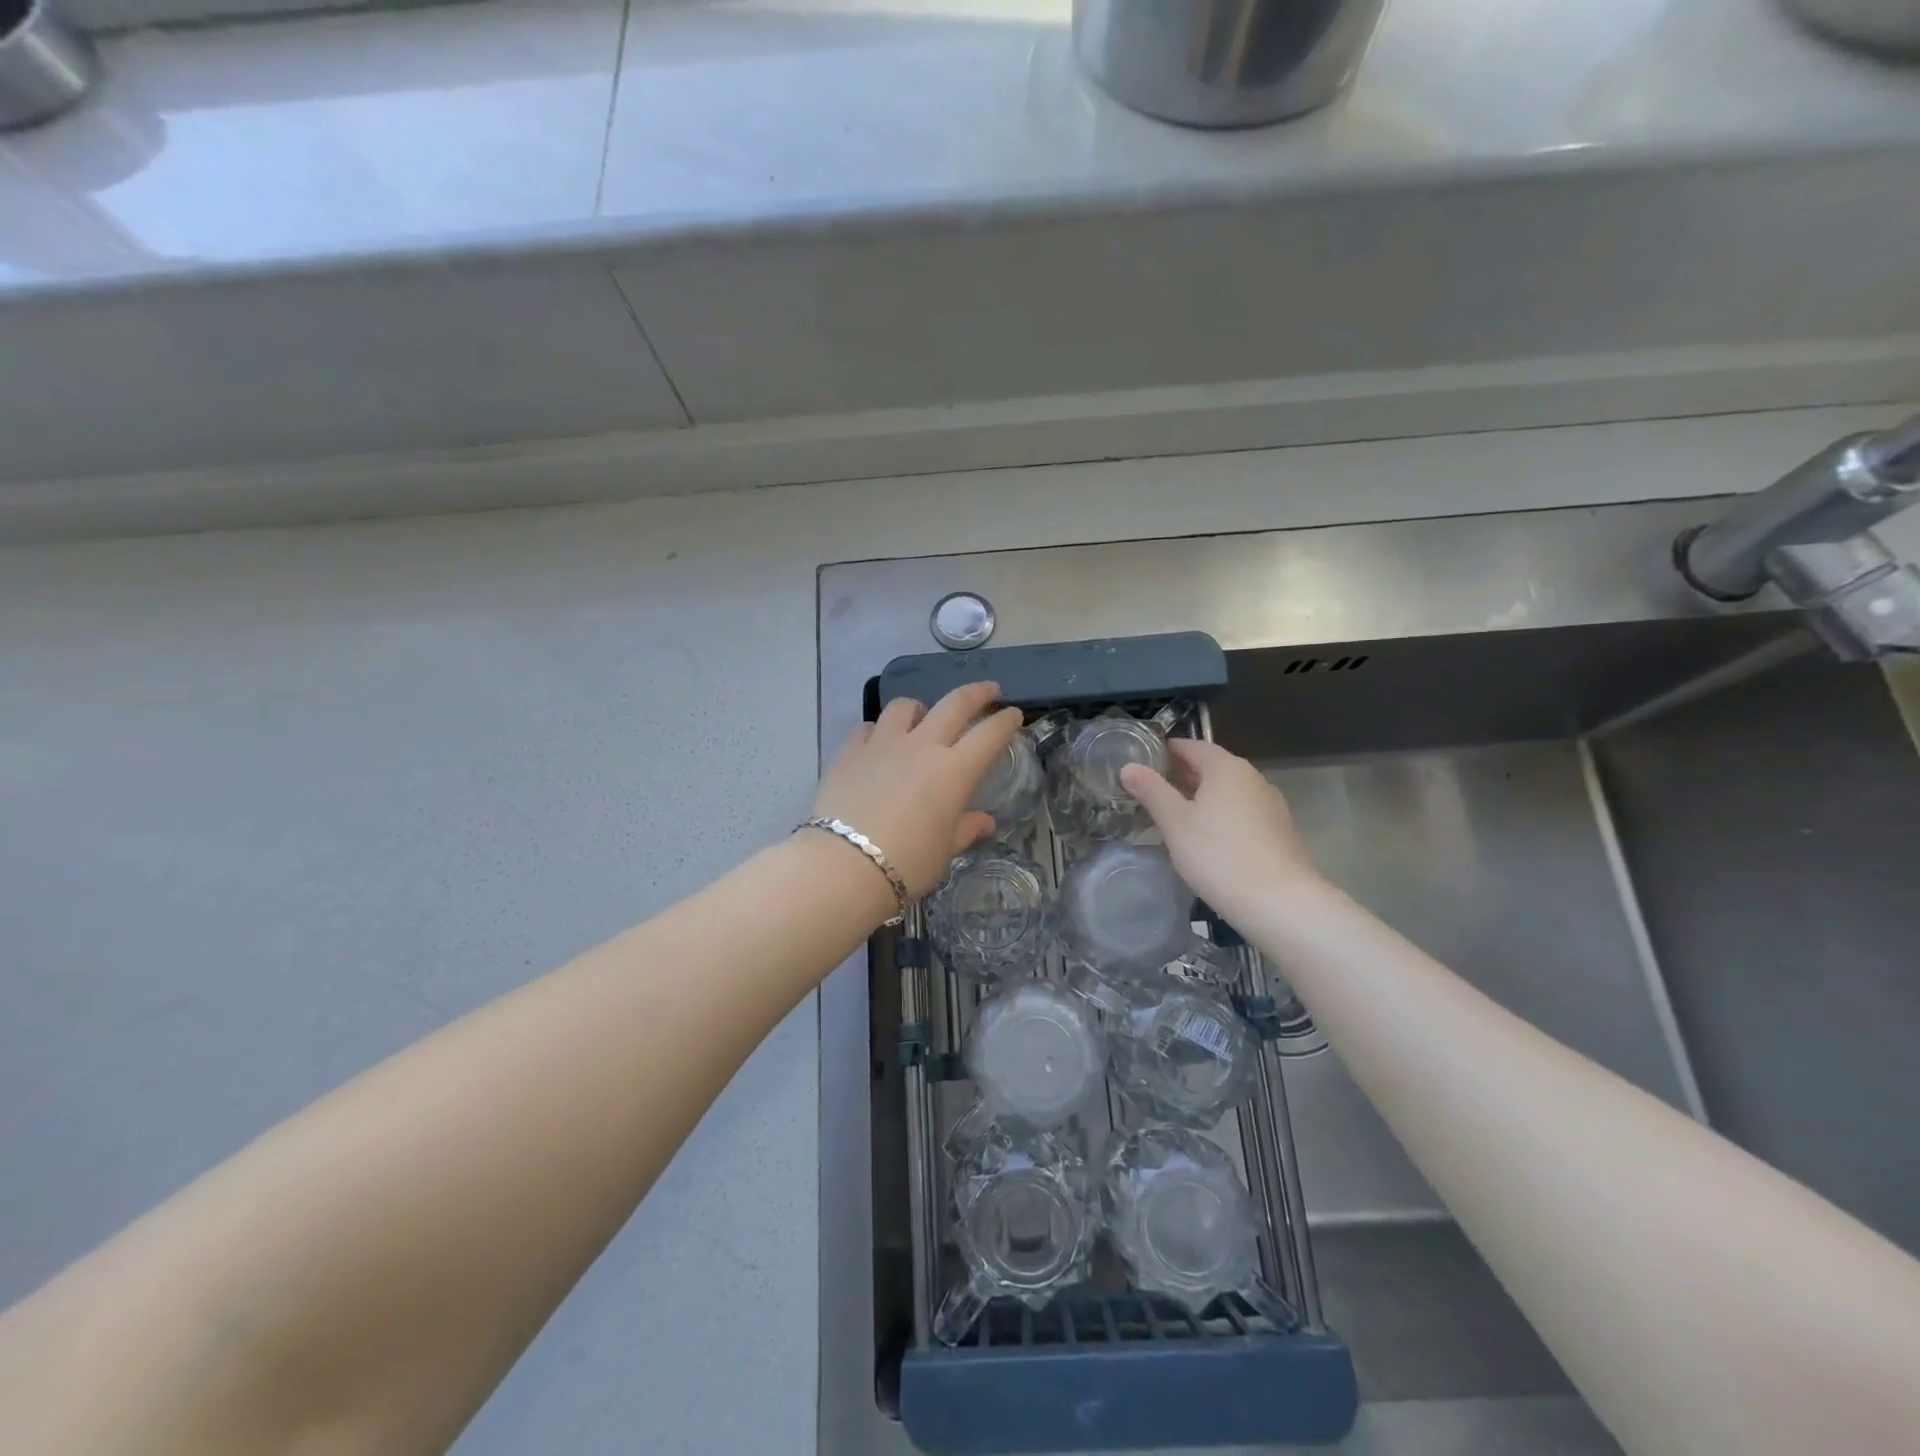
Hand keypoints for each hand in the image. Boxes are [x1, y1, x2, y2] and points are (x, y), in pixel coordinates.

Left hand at [813, 681, 1022, 898]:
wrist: (843, 865)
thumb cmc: (907, 863)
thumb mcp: (944, 851)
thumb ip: (965, 829)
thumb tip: (984, 822)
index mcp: (954, 770)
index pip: (989, 734)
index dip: (1005, 721)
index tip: (1014, 715)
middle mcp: (922, 746)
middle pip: (954, 704)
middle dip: (976, 693)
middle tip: (988, 689)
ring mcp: (882, 744)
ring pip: (905, 707)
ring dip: (920, 707)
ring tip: (921, 716)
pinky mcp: (849, 752)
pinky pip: (867, 728)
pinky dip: (878, 730)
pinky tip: (878, 742)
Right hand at [1120, 739, 1320, 921]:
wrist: (1281, 902)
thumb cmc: (1219, 855)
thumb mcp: (1175, 823)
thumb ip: (1152, 791)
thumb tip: (1129, 767)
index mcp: (1226, 768)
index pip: (1191, 746)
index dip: (1165, 751)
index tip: (1142, 762)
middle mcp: (1252, 778)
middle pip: (1211, 767)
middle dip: (1181, 775)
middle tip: (1150, 789)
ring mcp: (1270, 805)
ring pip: (1227, 792)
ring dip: (1201, 797)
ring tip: (1173, 815)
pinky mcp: (1278, 831)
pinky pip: (1241, 813)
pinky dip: (1220, 816)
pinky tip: (1206, 838)